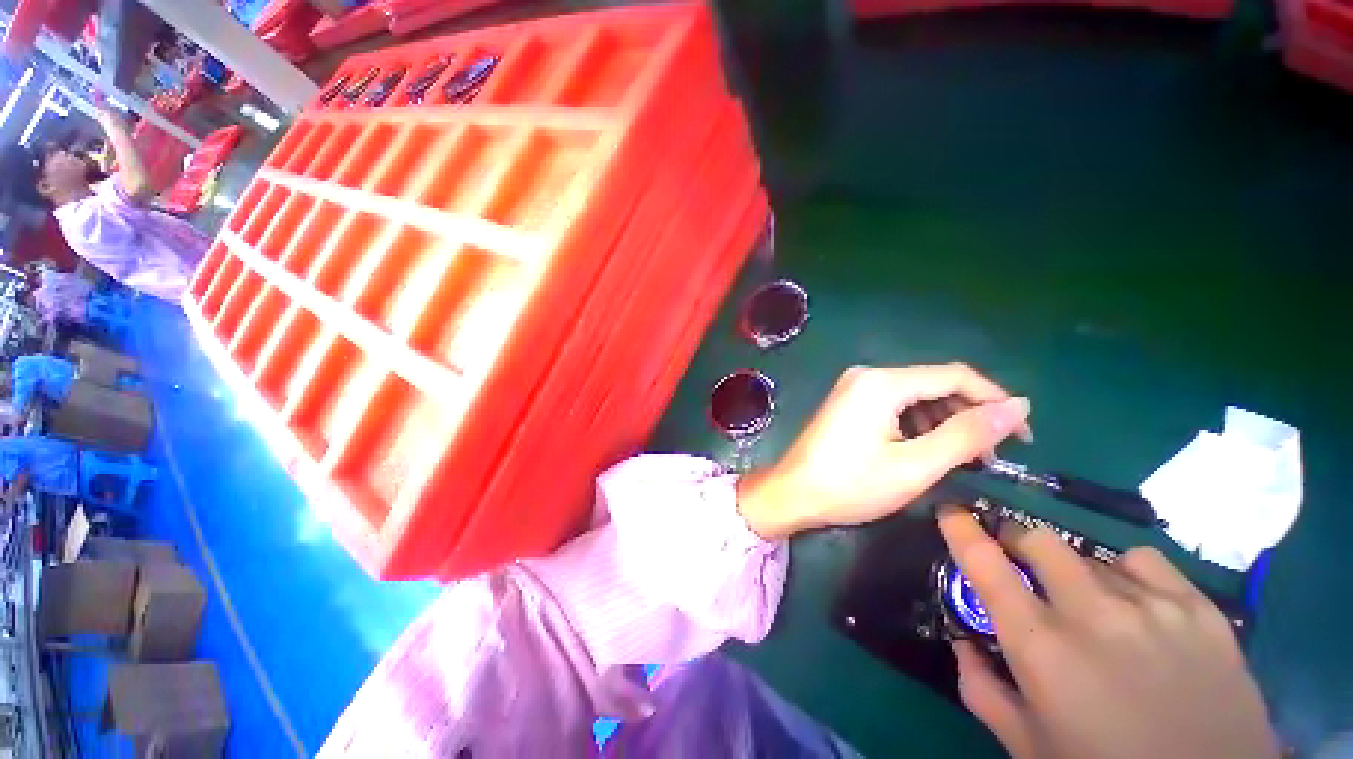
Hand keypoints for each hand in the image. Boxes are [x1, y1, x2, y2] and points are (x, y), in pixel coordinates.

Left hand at [736, 363, 1030, 538]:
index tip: (1023, 437)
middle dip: (969, 415)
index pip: (956, 375)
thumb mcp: (915, 465)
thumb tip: (1018, 406)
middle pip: (935, 384)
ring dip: (946, 422)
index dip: (995, 401)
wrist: (791, 493)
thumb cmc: (850, 485)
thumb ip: (968, 434)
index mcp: (882, 382)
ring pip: (916, 395)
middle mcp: (867, 374)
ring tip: (963, 459)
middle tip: (990, 457)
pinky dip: (919, 424)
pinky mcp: (849, 402)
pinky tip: (929, 450)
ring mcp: (855, 387)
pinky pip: (895, 404)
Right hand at [938, 508, 1279, 758]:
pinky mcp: (1199, 609)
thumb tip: (962, 642)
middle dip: (1017, 541)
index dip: (960, 527)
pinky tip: (1137, 604)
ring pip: (1090, 554)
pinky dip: (1126, 573)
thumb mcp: (1026, 743)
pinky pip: (1144, 562)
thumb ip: (980, 688)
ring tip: (1092, 605)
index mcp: (1040, 647)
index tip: (951, 510)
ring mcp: (1151, 606)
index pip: (983, 562)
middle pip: (1037, 538)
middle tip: (1021, 562)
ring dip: (1074, 571)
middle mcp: (1091, 614)